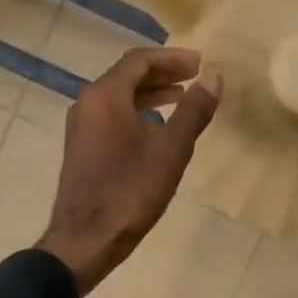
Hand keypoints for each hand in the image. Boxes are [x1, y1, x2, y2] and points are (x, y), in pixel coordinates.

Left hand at [38, 47, 220, 292]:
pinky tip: (160, 129)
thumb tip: (214, 77)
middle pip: (128, 76)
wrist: (87, 239)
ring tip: (184, 98)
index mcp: (104, 97)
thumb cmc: (129, 192)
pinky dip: (140, 112)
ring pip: (121, 97)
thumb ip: (193, 112)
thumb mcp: (170, 151)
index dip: (173, 58)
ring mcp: (83, 127)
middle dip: (164, 73)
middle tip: (197, 77)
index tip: (202, 63)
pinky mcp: (85, 148)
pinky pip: (114, 116)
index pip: (140, 61)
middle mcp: (88, 104)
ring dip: (153, 93)